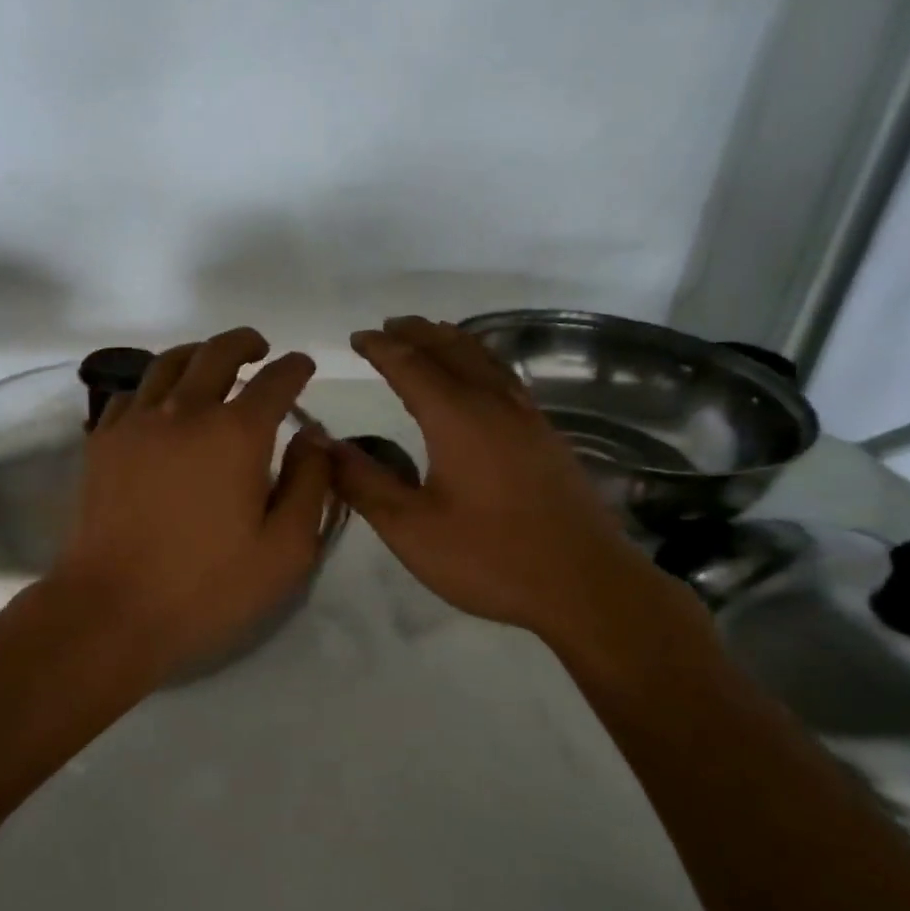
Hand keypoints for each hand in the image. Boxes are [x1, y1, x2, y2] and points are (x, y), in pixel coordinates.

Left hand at [44, 328, 332, 680]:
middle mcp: (185, 411)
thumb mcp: (285, 550)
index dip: (295, 367)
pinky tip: (159, 403)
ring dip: (197, 354)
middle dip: (245, 343)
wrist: (112, 610)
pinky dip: (153, 385)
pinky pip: (130, 393)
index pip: (275, 380)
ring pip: (168, 363)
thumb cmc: (207, 587)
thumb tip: (313, 437)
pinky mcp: (101, 441)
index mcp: (236, 433)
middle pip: (217, 353)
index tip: (302, 366)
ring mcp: (136, 422)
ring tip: (210, 363)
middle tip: (259, 348)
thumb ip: (309, 485)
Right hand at [332, 317, 707, 661]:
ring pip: (484, 359)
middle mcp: (493, 404)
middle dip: (417, 333)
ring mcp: (527, 417)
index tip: (356, 337)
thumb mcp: (410, 528)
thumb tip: (324, 443)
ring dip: (451, 340)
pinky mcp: (546, 436)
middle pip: (451, 350)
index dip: (380, 348)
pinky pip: (505, 377)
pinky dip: (481, 360)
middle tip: (389, 326)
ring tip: (430, 334)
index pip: (410, 366)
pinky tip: (481, 377)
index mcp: (457, 417)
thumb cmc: (490, 557)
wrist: (585, 584)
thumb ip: (364, 482)